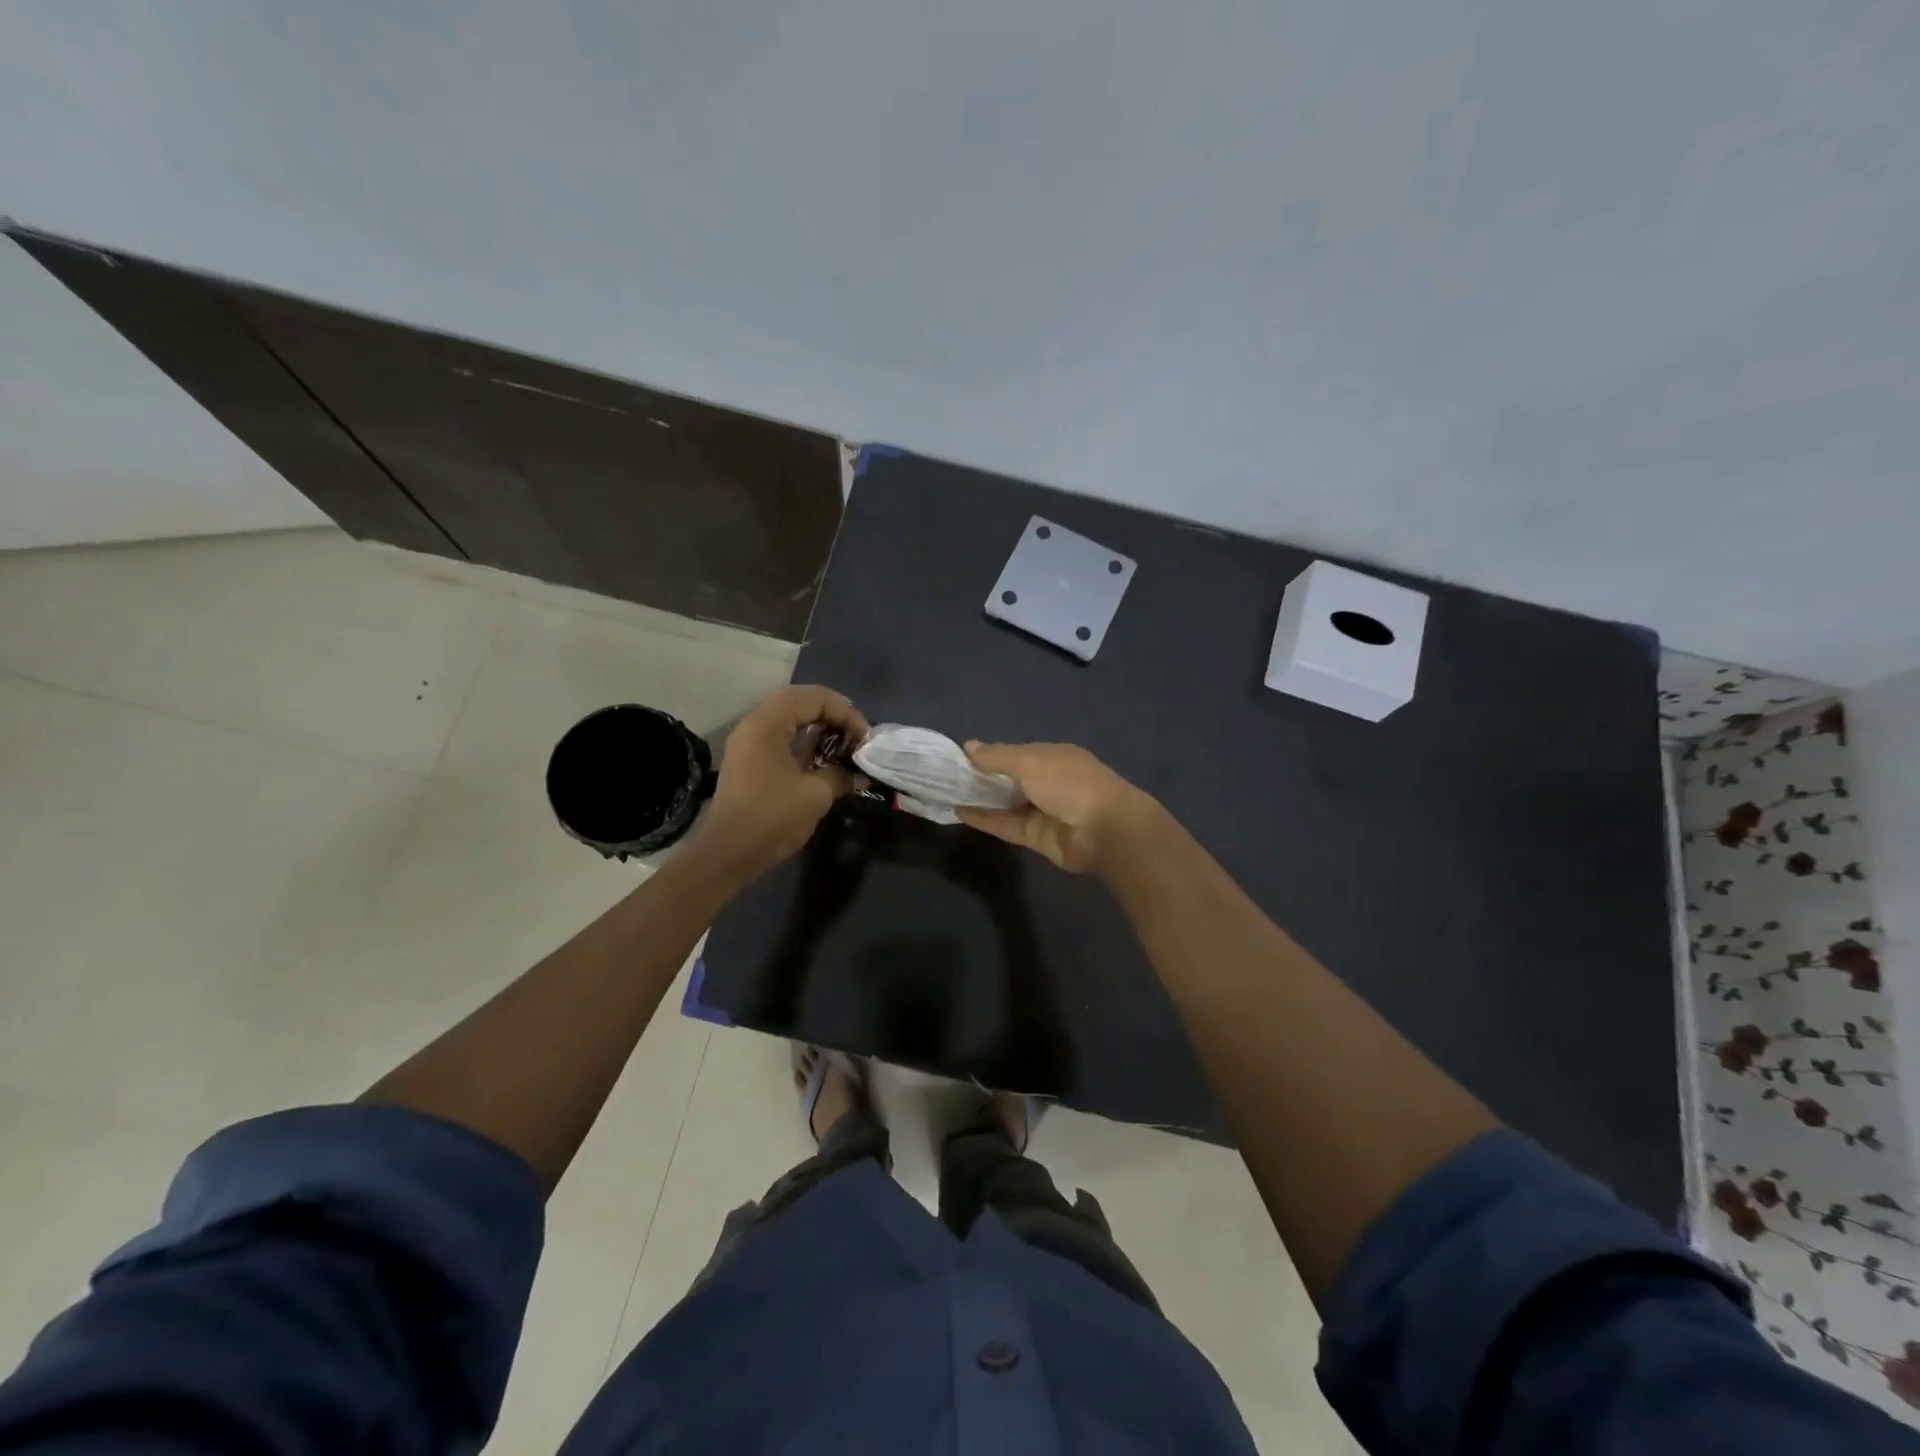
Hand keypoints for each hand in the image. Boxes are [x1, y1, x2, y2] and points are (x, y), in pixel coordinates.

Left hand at [692, 686, 869, 881]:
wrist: (727, 854)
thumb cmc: (771, 818)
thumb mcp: (815, 795)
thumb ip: (840, 776)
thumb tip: (858, 775)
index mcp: (767, 724)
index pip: (813, 698)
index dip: (845, 713)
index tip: (864, 738)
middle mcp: (754, 724)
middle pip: (798, 701)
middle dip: (832, 713)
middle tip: (855, 733)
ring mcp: (748, 742)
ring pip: (788, 718)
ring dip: (818, 726)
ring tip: (843, 744)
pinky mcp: (748, 761)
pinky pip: (780, 737)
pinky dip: (804, 741)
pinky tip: (822, 759)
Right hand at [957, 742, 1162, 873]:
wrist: (1105, 830)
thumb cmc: (1069, 783)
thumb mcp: (1030, 761)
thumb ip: (998, 756)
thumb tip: (968, 746)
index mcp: (1053, 757)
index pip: (1015, 753)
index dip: (989, 755)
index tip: (959, 757)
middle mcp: (1048, 782)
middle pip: (1010, 779)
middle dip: (983, 777)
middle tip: (947, 777)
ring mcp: (1043, 811)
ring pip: (1006, 803)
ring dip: (981, 799)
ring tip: (948, 793)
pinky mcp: (1037, 837)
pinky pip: (1006, 825)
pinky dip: (985, 819)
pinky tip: (960, 812)